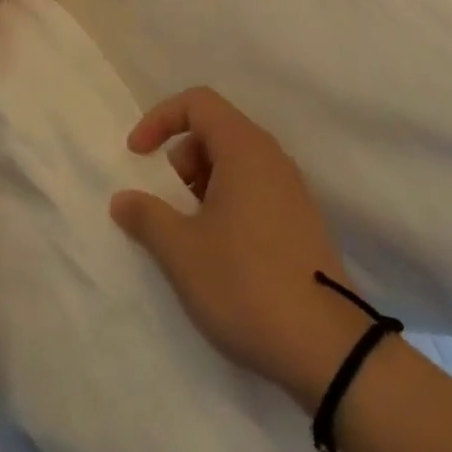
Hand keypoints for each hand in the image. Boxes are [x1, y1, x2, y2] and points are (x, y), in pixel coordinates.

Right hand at [109, 87, 373, 411]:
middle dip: (180, 158)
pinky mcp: (301, 221)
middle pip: (216, 130)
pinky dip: (227, 203)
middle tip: (167, 204)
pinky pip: (254, 190)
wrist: (328, 349)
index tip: (137, 155)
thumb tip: (123, 199)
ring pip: (235, 163)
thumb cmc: (246, 283)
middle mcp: (272, 156)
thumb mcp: (182, 251)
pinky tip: (221, 252)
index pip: (198, 102)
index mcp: (244, 147)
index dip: (160, 119)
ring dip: (202, 185)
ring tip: (190, 234)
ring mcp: (291, 189)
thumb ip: (147, 216)